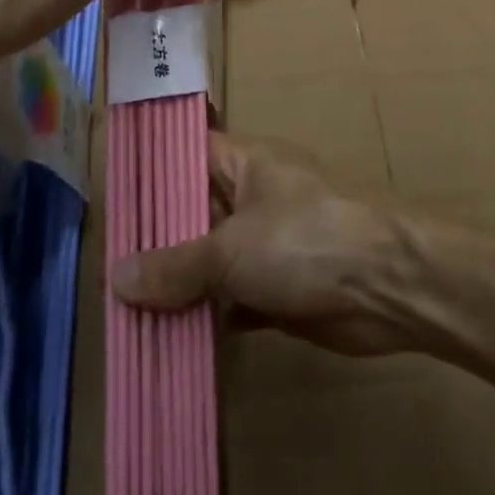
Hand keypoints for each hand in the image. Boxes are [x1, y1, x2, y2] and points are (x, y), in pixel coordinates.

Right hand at [111, 133, 412, 357]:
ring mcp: (270, 244)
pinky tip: (168, 340)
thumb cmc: (307, 241)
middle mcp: (255, 197)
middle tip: (103, 269)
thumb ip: (175, 265)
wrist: (391, 287)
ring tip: (122, 311)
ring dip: (179, 286)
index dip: (149, 172)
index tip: (109, 200)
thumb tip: (116, 278)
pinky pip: (232, 300)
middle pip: (194, 213)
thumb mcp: (231, 248)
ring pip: (212, 261)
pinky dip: (207, 318)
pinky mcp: (281, 289)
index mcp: (246, 163)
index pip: (185, 154)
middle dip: (156, 242)